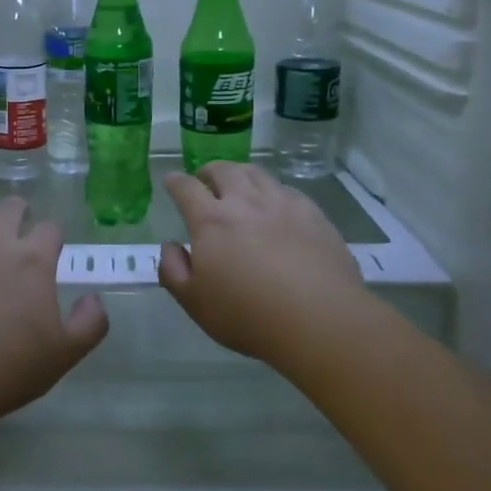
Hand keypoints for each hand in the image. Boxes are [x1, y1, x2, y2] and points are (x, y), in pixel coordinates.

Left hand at [0, 197, 107, 424]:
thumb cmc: (8, 369)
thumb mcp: (65, 354)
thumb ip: (90, 323)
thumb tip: (93, 299)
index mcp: (31, 261)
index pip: (49, 228)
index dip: (52, 235)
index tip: (51, 248)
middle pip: (8, 207)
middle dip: (16, 212)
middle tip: (15, 227)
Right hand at [159, 162, 379, 366]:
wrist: (320, 320)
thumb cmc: (248, 315)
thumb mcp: (195, 302)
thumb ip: (173, 270)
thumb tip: (170, 246)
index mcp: (211, 220)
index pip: (186, 188)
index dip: (175, 181)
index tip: (171, 181)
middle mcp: (245, 202)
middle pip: (223, 170)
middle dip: (208, 171)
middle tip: (205, 181)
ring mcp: (282, 204)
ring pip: (256, 174)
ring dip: (240, 174)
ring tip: (238, 186)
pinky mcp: (313, 214)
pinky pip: (287, 190)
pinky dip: (272, 192)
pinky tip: (276, 207)